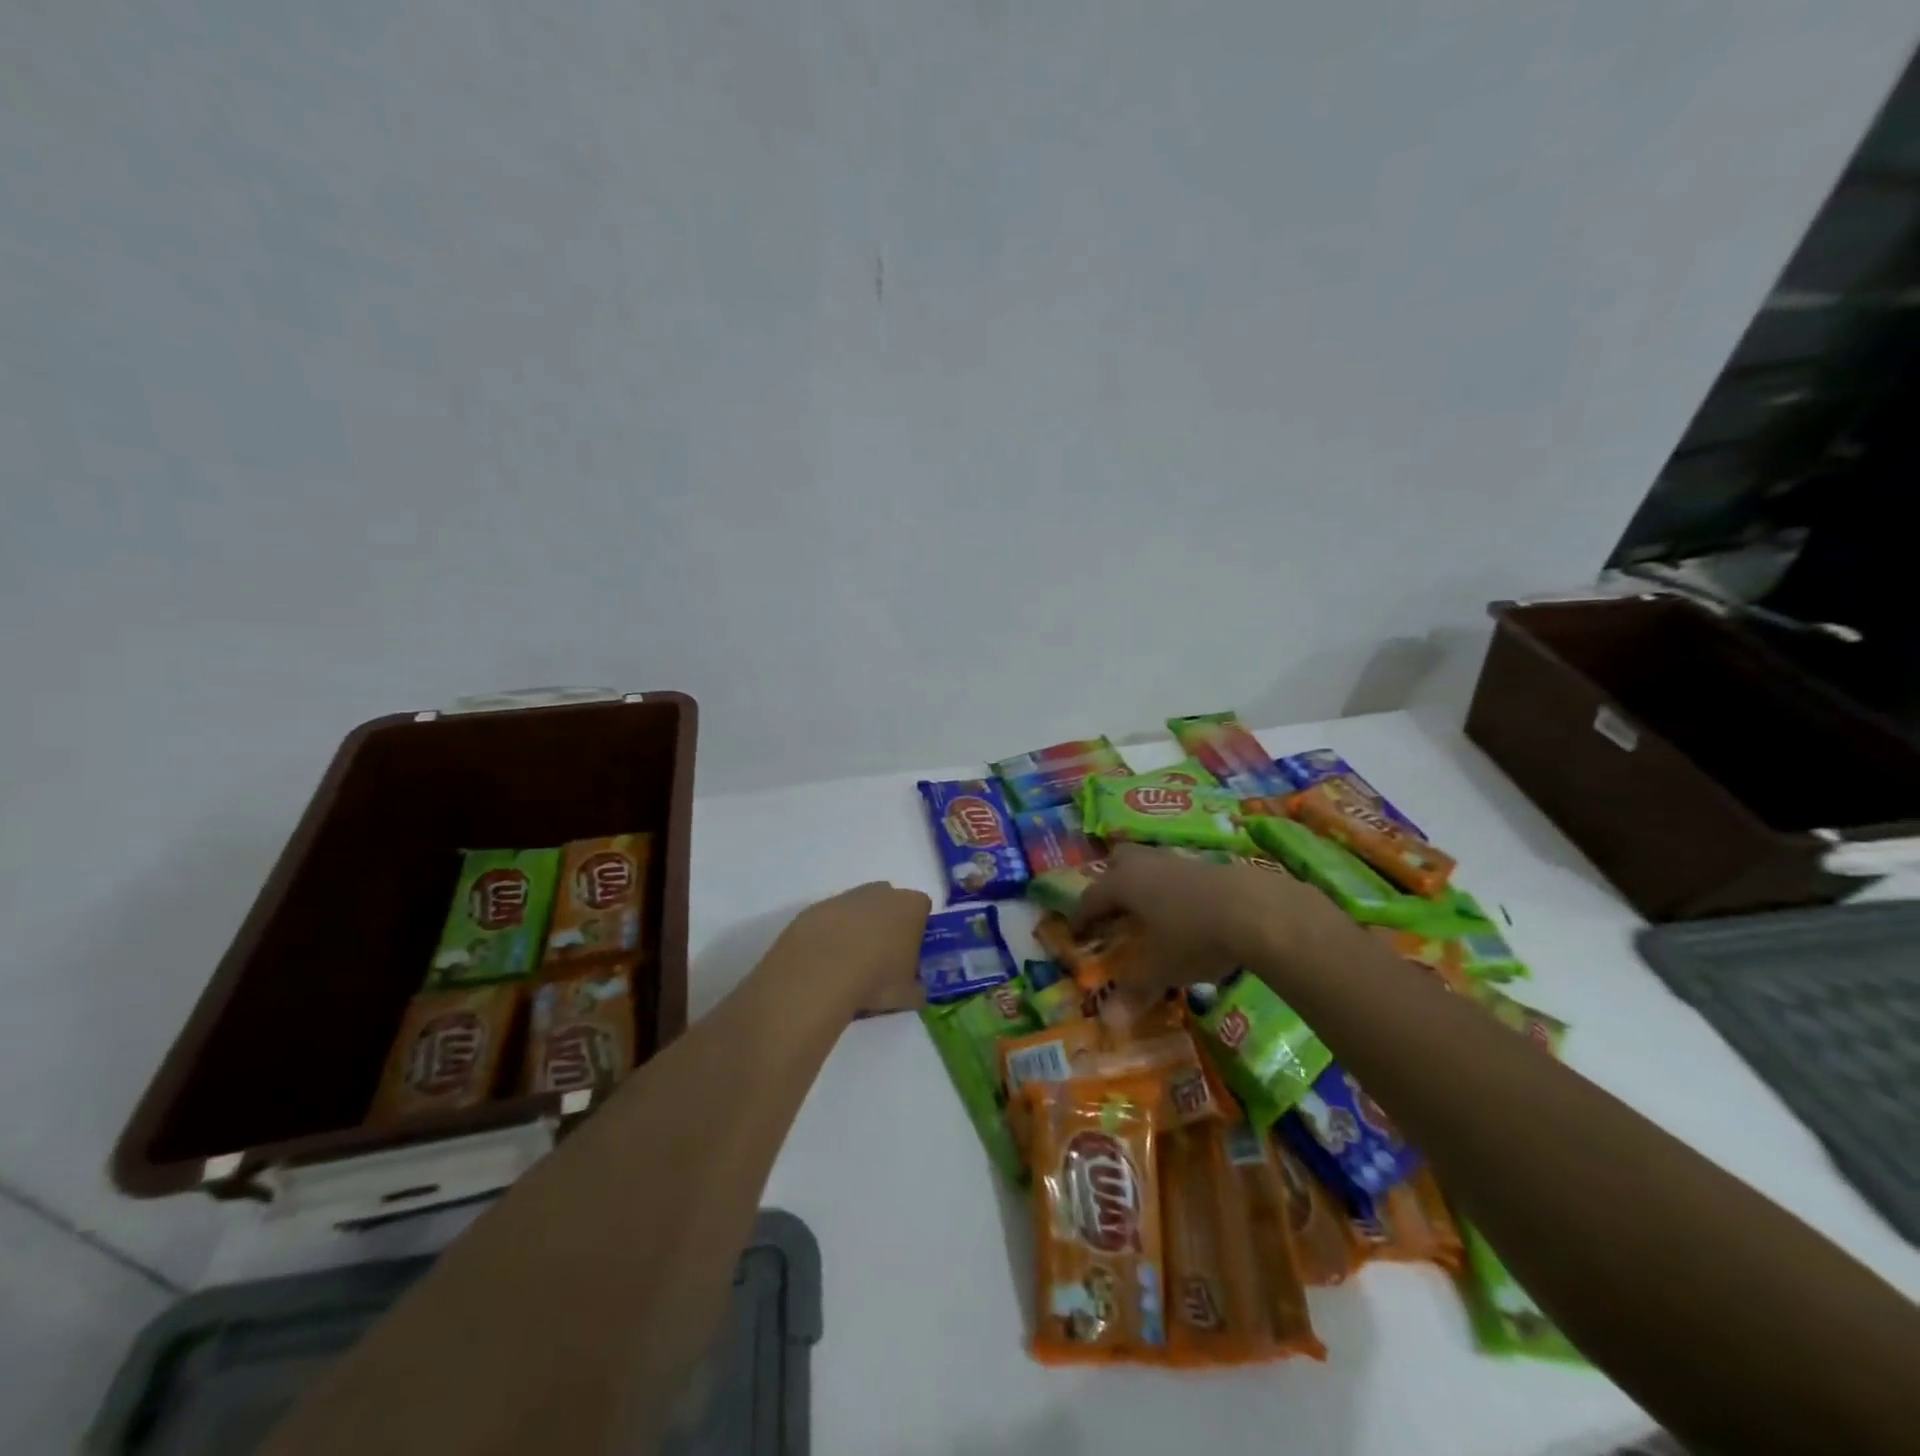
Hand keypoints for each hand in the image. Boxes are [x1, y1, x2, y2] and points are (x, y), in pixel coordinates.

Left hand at [772, 882, 931, 1014]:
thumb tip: (915, 992)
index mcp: (911, 906)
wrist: (820, 972)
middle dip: (888, 925)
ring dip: (858, 929)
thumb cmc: (876, 978)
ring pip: (859, 909)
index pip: (922, 909)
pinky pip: (832, 918)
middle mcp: (882, 892)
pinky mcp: (818, 906)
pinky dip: (832, 934)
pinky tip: (826, 961)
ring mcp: (848, 896)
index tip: (909, 954)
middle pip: (890, 904)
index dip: (917, 931)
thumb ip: (916, 990)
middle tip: (881, 958)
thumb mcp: (908, 995)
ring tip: (850, 964)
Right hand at [1070, 843, 1346, 996]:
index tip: (1075, 932)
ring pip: (1151, 865)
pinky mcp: (1211, 866)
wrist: (1257, 910)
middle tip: (1112, 910)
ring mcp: (1180, 861)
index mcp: (1123, 883)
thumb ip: (1134, 991)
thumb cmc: (1194, 937)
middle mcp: (1146, 864)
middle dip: (1111, 883)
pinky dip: (1174, 891)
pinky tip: (1187, 914)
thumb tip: (1108, 1024)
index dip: (1081, 916)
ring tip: (1151, 914)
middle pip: (1119, 862)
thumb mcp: (1162, 969)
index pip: (1091, 896)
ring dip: (1146, 885)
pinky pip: (1179, 874)